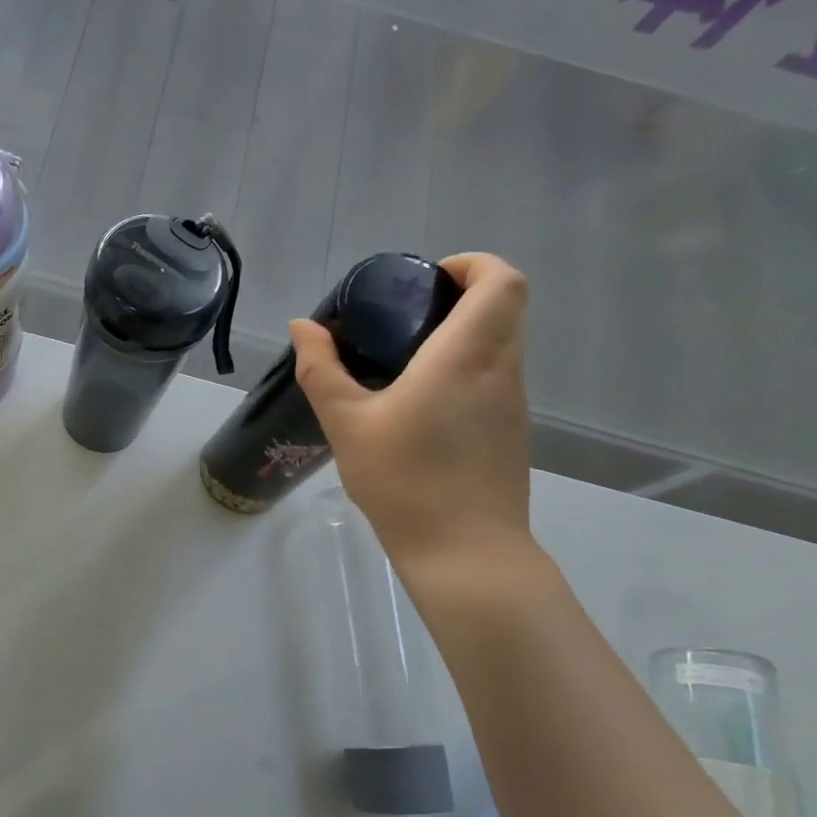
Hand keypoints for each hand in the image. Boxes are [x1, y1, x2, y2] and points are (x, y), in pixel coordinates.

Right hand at [290, 253, 533, 578]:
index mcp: (466, 355)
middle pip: (505, 307)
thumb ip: (322, 370)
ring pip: (501, 344)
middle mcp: (501, 369)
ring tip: (405, 363)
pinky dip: (465, 372)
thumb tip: (304, 327)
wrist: (464, 551)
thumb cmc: (404, 480)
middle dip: (461, 297)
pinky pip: (494, 379)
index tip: (427, 280)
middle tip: (406, 318)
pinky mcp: (511, 432)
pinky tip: (421, 408)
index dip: (472, 264)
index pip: (501, 280)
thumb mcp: (347, 423)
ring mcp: (513, 403)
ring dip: (463, 336)